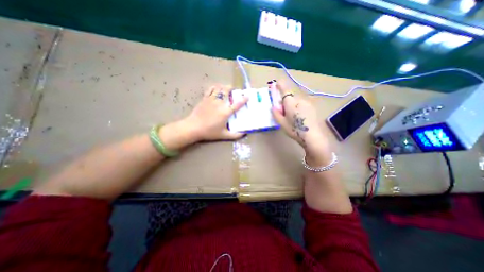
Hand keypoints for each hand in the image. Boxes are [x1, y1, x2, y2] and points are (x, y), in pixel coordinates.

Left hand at [183, 84, 246, 140]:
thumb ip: (235, 135)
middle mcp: (219, 104)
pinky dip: (214, 87)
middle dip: (231, 88)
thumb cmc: (209, 132)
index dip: (243, 99)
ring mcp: (211, 100)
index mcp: (225, 112)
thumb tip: (244, 134)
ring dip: (223, 86)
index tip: (247, 96)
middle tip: (233, 89)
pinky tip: (216, 88)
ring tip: (225, 88)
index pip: (237, 104)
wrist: (193, 127)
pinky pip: (210, 89)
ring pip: (218, 88)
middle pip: (226, 91)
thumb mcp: (223, 135)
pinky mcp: (204, 99)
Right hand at [271, 81, 335, 163]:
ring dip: (293, 104)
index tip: (277, 82)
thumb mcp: (282, 123)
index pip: (284, 89)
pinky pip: (302, 104)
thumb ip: (276, 113)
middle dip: (286, 101)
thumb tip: (274, 106)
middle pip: (290, 96)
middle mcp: (299, 99)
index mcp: (290, 102)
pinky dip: (299, 107)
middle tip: (283, 111)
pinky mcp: (312, 107)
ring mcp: (307, 102)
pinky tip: (300, 117)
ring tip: (293, 116)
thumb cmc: (295, 130)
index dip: (280, 85)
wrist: (313, 136)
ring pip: (297, 100)